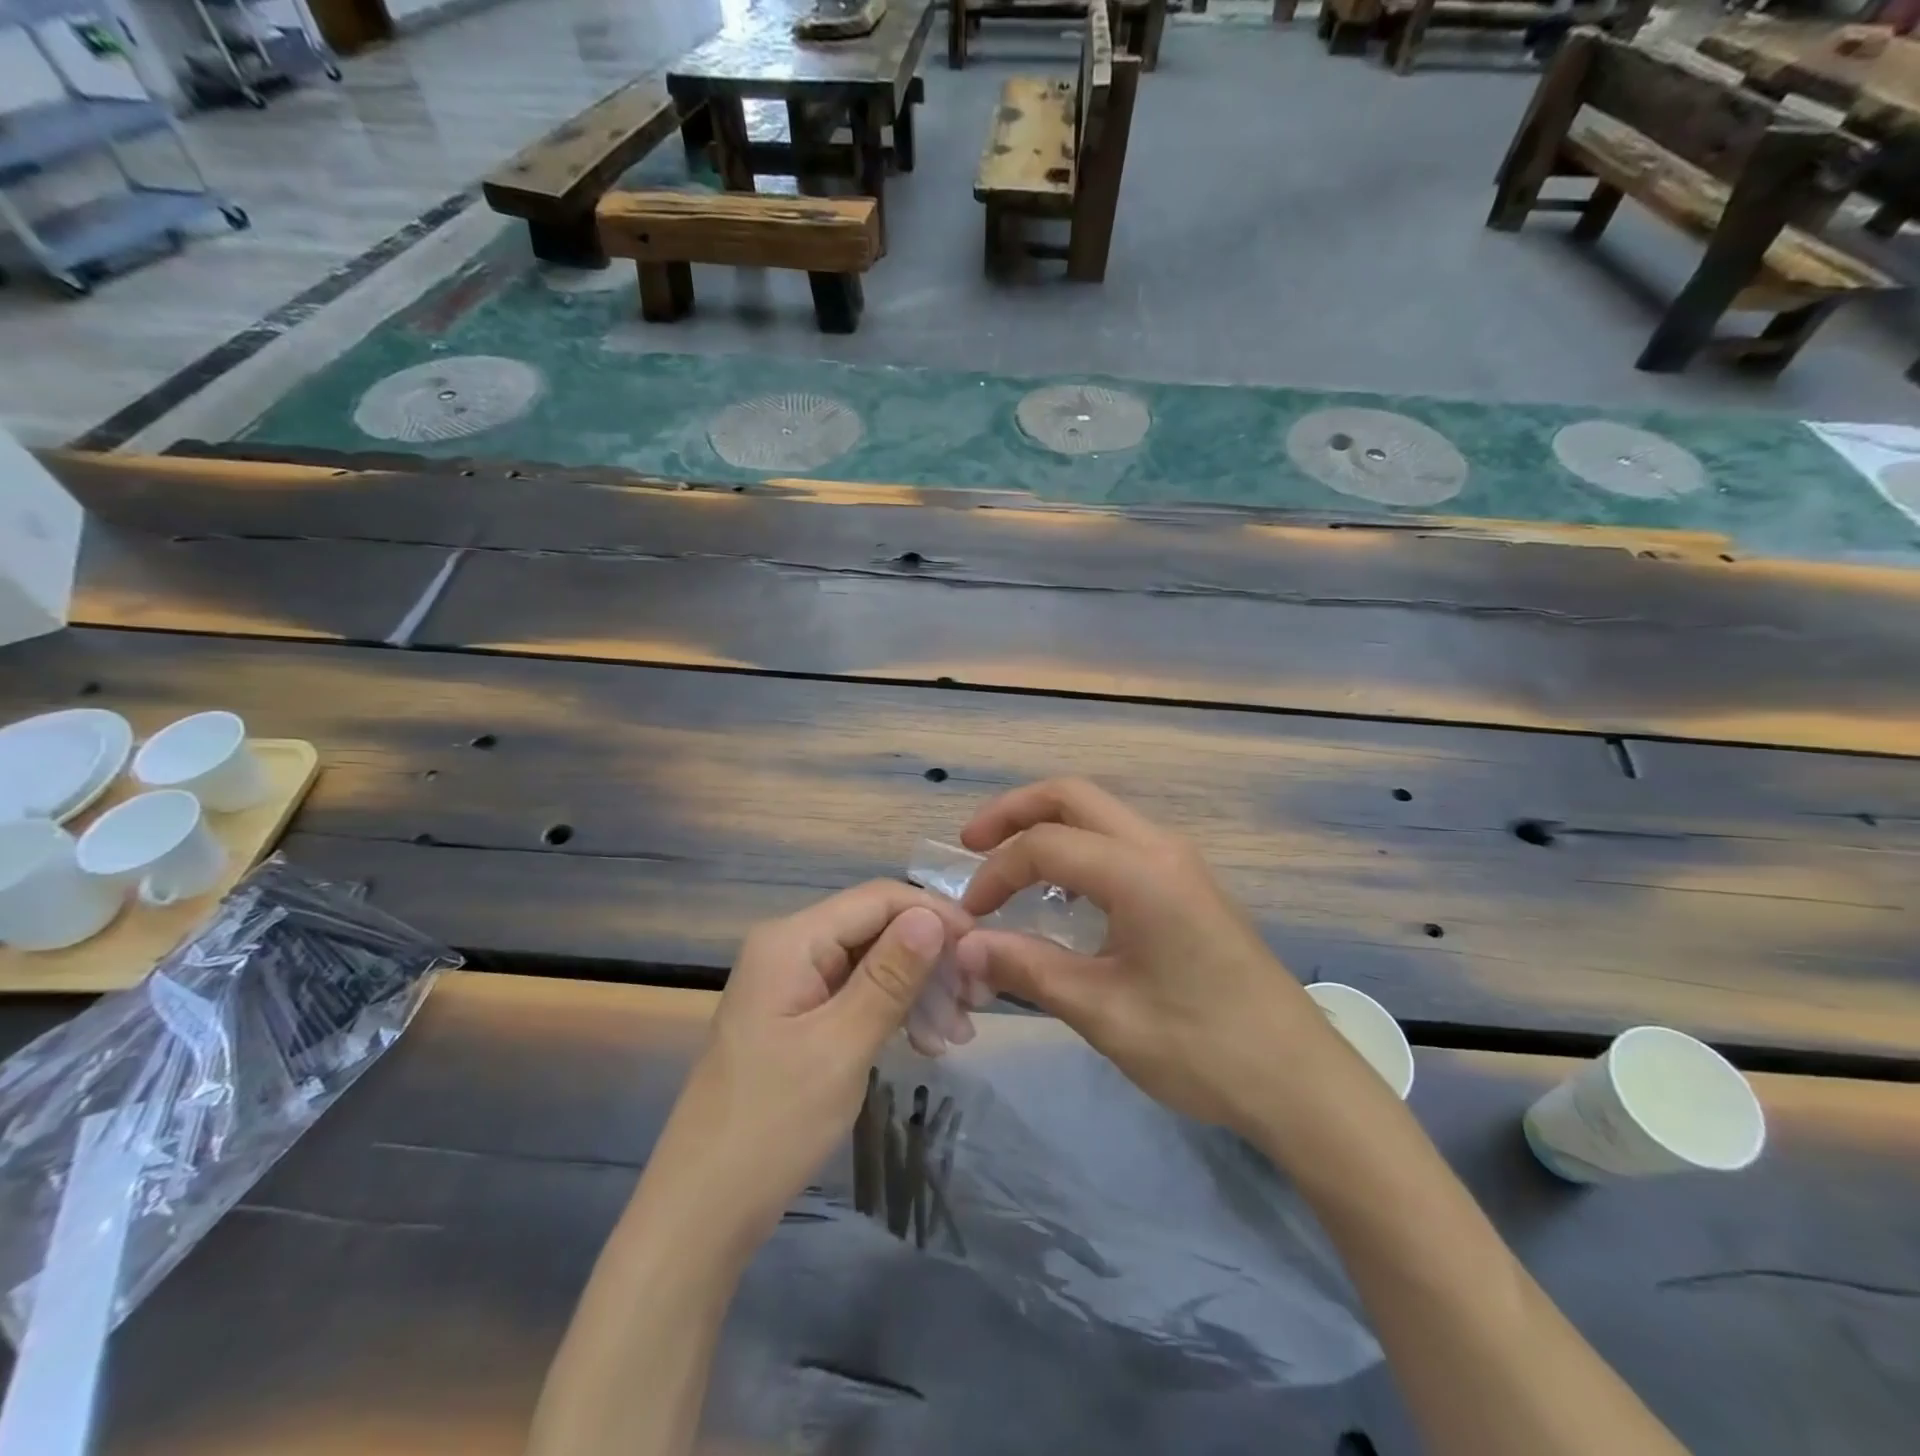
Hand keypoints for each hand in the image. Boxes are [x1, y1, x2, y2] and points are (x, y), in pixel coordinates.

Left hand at [646, 881, 970, 1251]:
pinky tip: (927, 1041)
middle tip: (977, 1002)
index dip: (933, 914)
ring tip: (959, 1032)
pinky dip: (894, 1011)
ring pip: (872, 962)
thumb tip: (933, 916)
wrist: (703, 1209)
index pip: (877, 899)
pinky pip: (856, 993)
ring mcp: (792, 983)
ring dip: (918, 989)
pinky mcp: (798, 1016)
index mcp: (791, 940)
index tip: (983, 948)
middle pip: (876, 928)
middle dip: (930, 958)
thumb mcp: (841, 1046)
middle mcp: (790, 947)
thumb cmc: (773, 1124)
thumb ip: (890, 977)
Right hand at [953, 779, 1334, 1133]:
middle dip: (1015, 812)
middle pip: (1073, 796)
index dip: (996, 873)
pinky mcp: (1189, 885)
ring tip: (1008, 864)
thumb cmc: (1201, 1047)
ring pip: (1100, 814)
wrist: (1301, 1081)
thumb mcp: (1103, 1012)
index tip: (970, 916)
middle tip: (972, 843)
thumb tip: (964, 948)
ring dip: (1048, 827)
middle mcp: (1161, 848)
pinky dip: (1078, 849)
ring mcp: (1181, 862)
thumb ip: (1028, 968)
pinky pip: (1120, 842)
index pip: (1046, 845)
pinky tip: (1061, 894)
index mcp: (1140, 872)